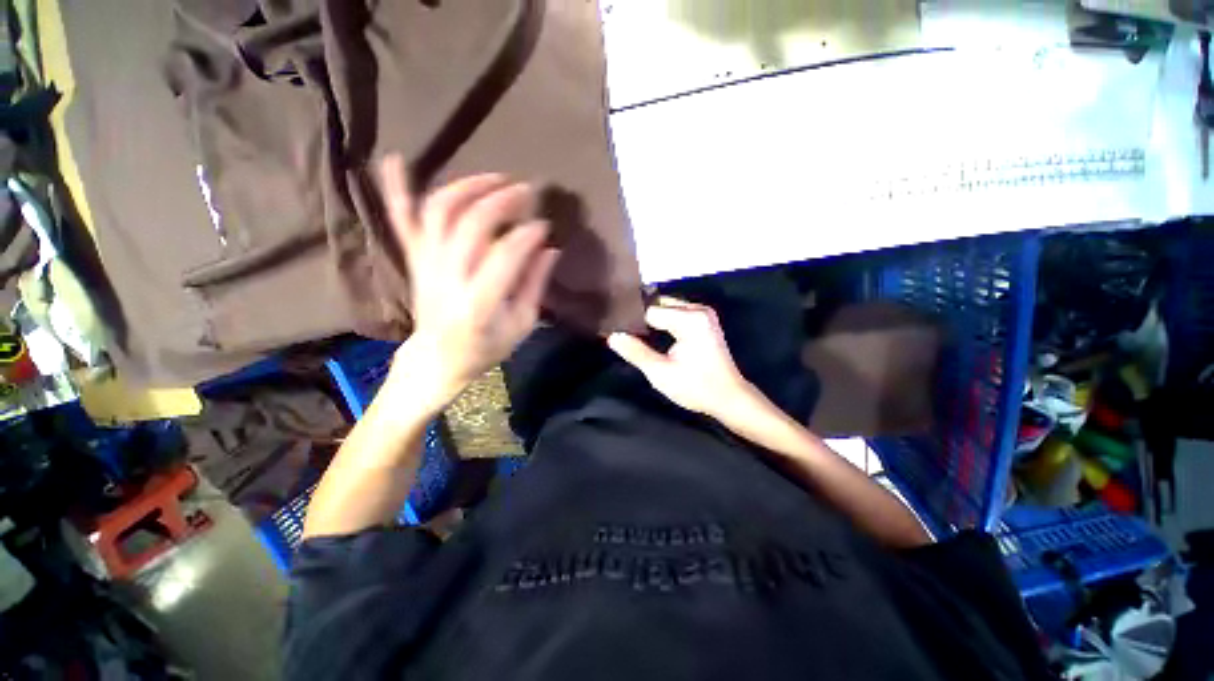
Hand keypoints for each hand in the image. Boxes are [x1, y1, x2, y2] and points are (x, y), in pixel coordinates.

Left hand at [379, 155, 559, 407]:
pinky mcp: (413, 259)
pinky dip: (395, 189)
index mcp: (479, 304)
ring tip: (495, 178)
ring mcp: (425, 265)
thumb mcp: (522, 325)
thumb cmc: (486, 347)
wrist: (438, 359)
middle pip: (471, 225)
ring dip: (467, 187)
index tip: (544, 225)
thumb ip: (535, 285)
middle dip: (502, 201)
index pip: (505, 256)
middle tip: (527, 191)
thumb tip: (550, 248)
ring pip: (439, 213)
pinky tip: (394, 158)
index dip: (527, 234)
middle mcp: (447, 278)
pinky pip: (401, 221)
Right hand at [607, 297, 755, 418]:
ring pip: (667, 307)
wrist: (729, 397)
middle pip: (658, 305)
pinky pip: (677, 313)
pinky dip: (665, 322)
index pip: (649, 310)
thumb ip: (635, 352)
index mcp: (689, 319)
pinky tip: (655, 336)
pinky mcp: (705, 320)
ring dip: (653, 320)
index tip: (622, 335)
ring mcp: (703, 313)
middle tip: (628, 336)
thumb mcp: (660, 373)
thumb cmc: (696, 387)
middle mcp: (697, 309)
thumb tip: (612, 336)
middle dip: (643, 319)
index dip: (634, 323)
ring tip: (638, 337)